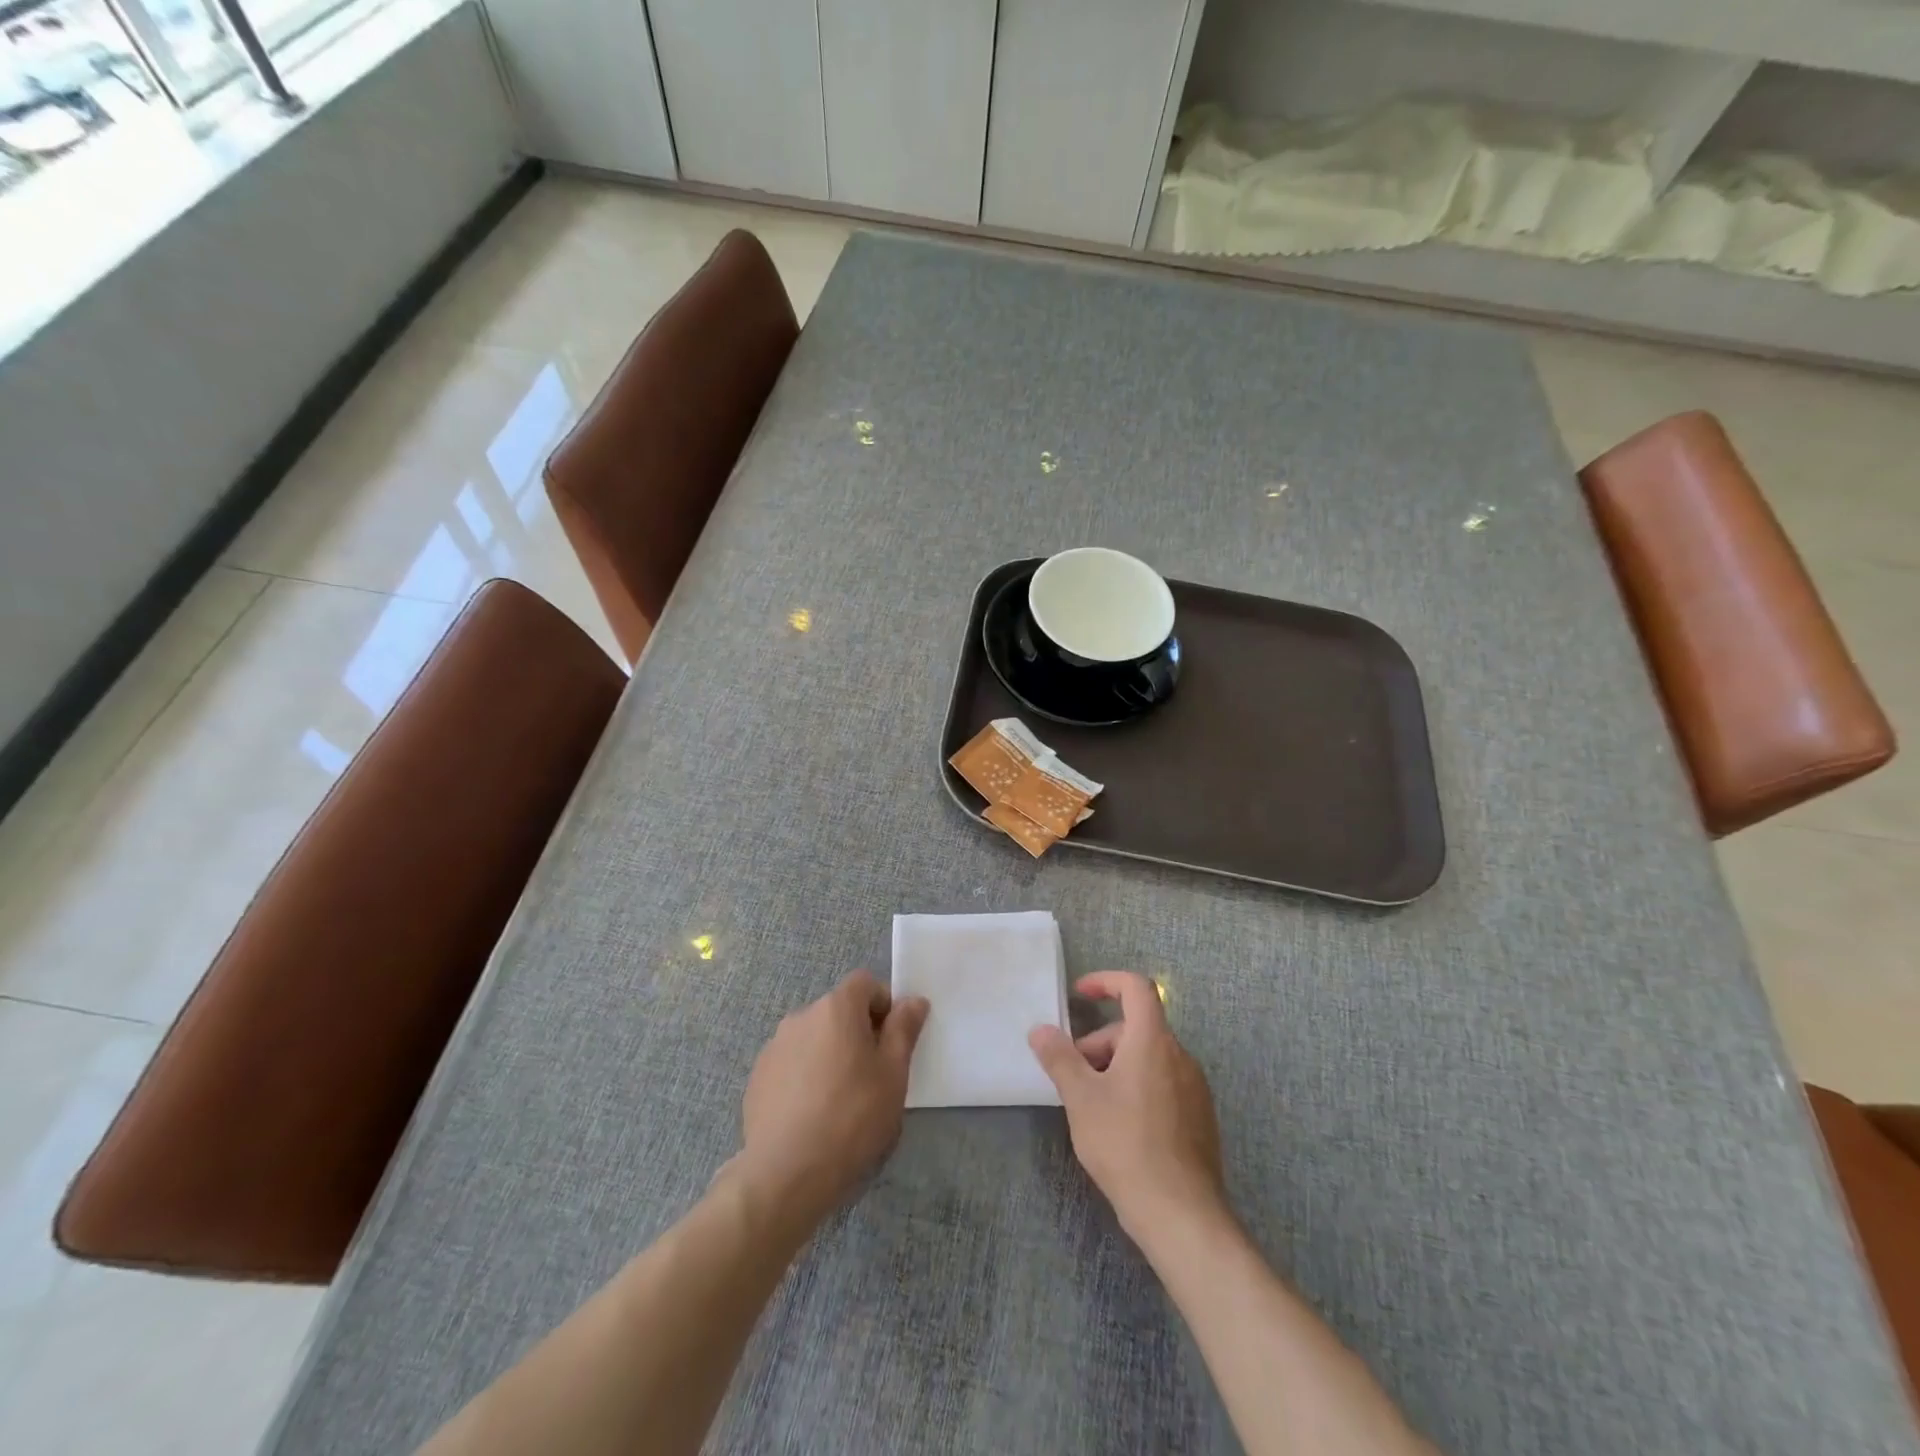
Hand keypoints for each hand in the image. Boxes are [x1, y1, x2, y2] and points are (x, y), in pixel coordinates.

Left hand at [738, 971, 928, 1225]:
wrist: (787, 1173)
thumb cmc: (852, 1117)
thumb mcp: (893, 1073)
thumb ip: (903, 1029)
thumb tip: (913, 1001)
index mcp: (836, 1008)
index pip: (865, 983)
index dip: (883, 1005)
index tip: (892, 1041)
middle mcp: (801, 1017)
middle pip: (838, 1010)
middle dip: (857, 1032)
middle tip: (872, 1075)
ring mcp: (774, 1047)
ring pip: (814, 1038)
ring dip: (830, 1054)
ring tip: (840, 1100)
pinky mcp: (757, 1078)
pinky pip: (791, 1064)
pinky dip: (805, 1076)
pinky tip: (812, 1114)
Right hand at [1029, 971, 1226, 1242]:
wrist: (1181, 1213)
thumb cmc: (1125, 1144)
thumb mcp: (1081, 1098)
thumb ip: (1059, 1058)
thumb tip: (1040, 1030)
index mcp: (1153, 1040)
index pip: (1136, 987)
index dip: (1106, 981)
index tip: (1079, 995)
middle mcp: (1180, 1055)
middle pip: (1137, 1028)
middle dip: (1100, 1042)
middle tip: (1073, 1075)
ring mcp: (1194, 1088)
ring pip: (1149, 1057)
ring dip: (1116, 1066)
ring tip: (1092, 1104)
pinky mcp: (1200, 1117)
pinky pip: (1163, 1083)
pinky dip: (1137, 1087)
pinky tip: (1119, 1126)